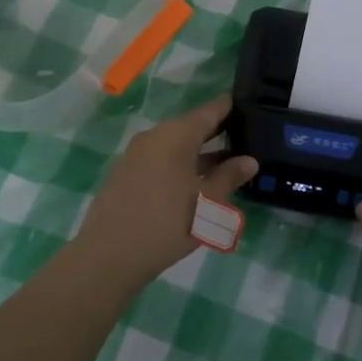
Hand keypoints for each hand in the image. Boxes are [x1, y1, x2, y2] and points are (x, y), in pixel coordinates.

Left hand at [76, 95, 256, 287]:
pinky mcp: (126, 174)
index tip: (251, 105)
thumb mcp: (209, 202)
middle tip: (246, 137)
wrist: (109, 255)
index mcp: (176, 134)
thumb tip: (249, 160)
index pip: (210, 110)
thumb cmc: (168, 223)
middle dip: (218, 133)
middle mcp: (155, 136)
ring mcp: (137, 154)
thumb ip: (229, 177)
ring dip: (200, 153)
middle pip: (192, 127)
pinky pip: (161, 160)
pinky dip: (181, 165)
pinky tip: (196, 182)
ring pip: (176, 146)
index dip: (231, 107)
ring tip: (227, 164)